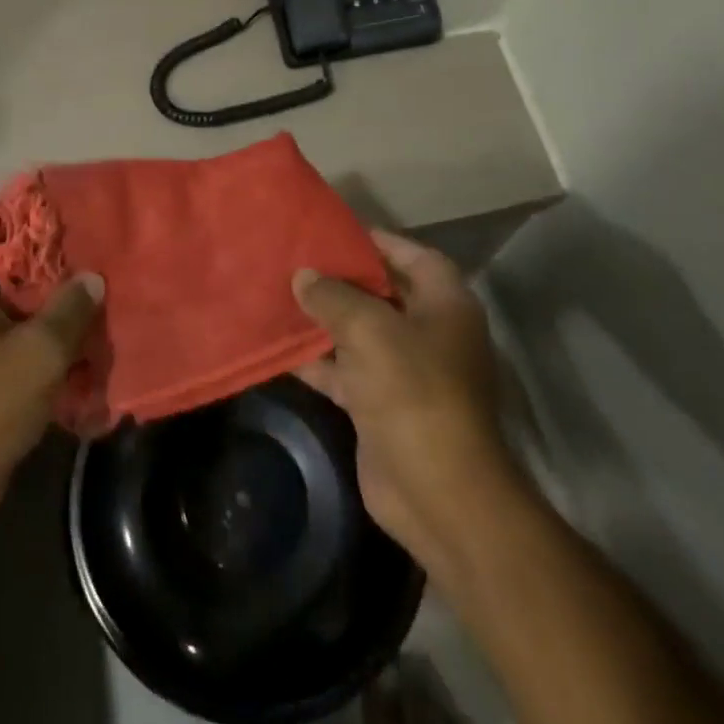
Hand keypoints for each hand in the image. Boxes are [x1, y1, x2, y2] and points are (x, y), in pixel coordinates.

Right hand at [293, 230, 512, 565]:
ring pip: (359, 333)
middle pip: (382, 294)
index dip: (377, 241)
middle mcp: (429, 333)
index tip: (332, 232)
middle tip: (295, 261)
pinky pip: (345, 371)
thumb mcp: (369, 329)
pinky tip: (280, 346)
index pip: (413, 256)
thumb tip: (303, 275)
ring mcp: (405, 372)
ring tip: (279, 295)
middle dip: (341, 279)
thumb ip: (332, 295)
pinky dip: (318, 360)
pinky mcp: (381, 405)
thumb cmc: (413, 391)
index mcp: (444, 305)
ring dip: (324, 320)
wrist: (436, 491)